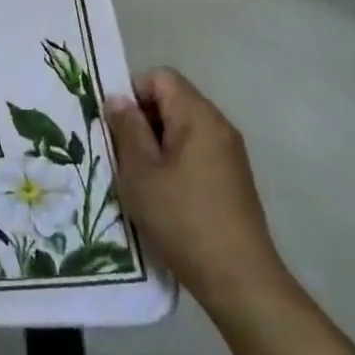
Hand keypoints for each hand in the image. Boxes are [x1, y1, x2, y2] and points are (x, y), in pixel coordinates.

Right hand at [106, 68, 282, 303]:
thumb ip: (127, 128)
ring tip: (140, 177)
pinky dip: (174, 161)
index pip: (161, 77)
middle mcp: (219, 125)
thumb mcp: (140, 171)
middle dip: (143, 119)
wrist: (238, 277)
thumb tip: (118, 98)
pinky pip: (196, 151)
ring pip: (183, 127)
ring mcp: (230, 152)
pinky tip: (163, 194)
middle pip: (174, 99)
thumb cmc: (181, 218)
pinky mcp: (233, 178)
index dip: (133, 93)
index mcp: (198, 116)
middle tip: (122, 154)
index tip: (116, 127)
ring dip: (156, 143)